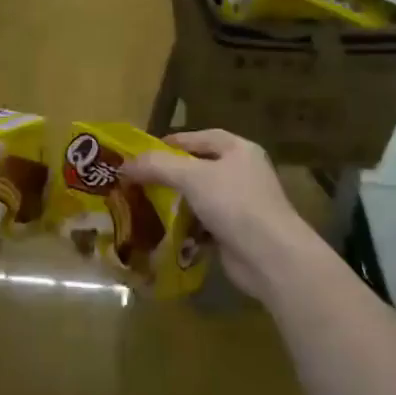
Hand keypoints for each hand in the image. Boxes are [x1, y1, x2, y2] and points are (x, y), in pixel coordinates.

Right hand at [122, 129, 311, 297]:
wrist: (270, 257)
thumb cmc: (234, 204)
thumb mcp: (191, 177)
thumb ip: (157, 166)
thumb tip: (124, 164)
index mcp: (239, 150)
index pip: (202, 138)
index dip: (173, 142)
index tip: (144, 152)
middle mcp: (243, 173)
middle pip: (200, 168)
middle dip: (170, 175)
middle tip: (140, 180)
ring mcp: (242, 205)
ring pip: (200, 198)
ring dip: (176, 203)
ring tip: (146, 206)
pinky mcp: (237, 233)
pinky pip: (204, 225)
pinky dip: (187, 228)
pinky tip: (166, 232)